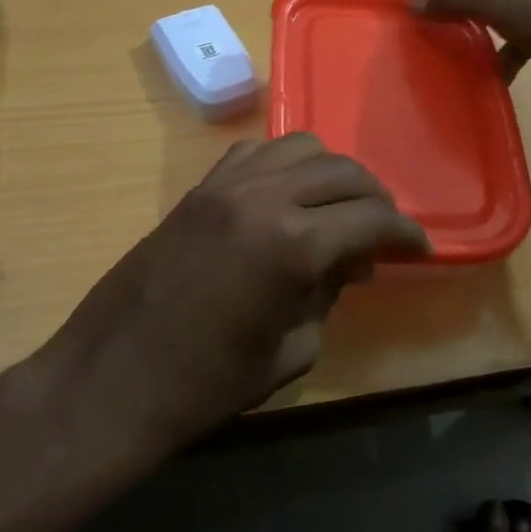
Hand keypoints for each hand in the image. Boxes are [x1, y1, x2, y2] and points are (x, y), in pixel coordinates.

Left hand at [42, 134, 429, 455]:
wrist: (111, 378)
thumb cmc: (205, 385)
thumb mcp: (289, 351)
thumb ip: (326, 296)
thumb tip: (347, 265)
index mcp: (291, 244)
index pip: (370, 217)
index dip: (404, 231)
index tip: (419, 248)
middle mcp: (261, 197)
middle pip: (341, 171)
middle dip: (375, 197)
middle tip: (384, 231)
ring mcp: (224, 186)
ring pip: (299, 147)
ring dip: (330, 173)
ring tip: (336, 209)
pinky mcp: (197, 189)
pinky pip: (254, 154)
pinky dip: (283, 167)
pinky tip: (285, 199)